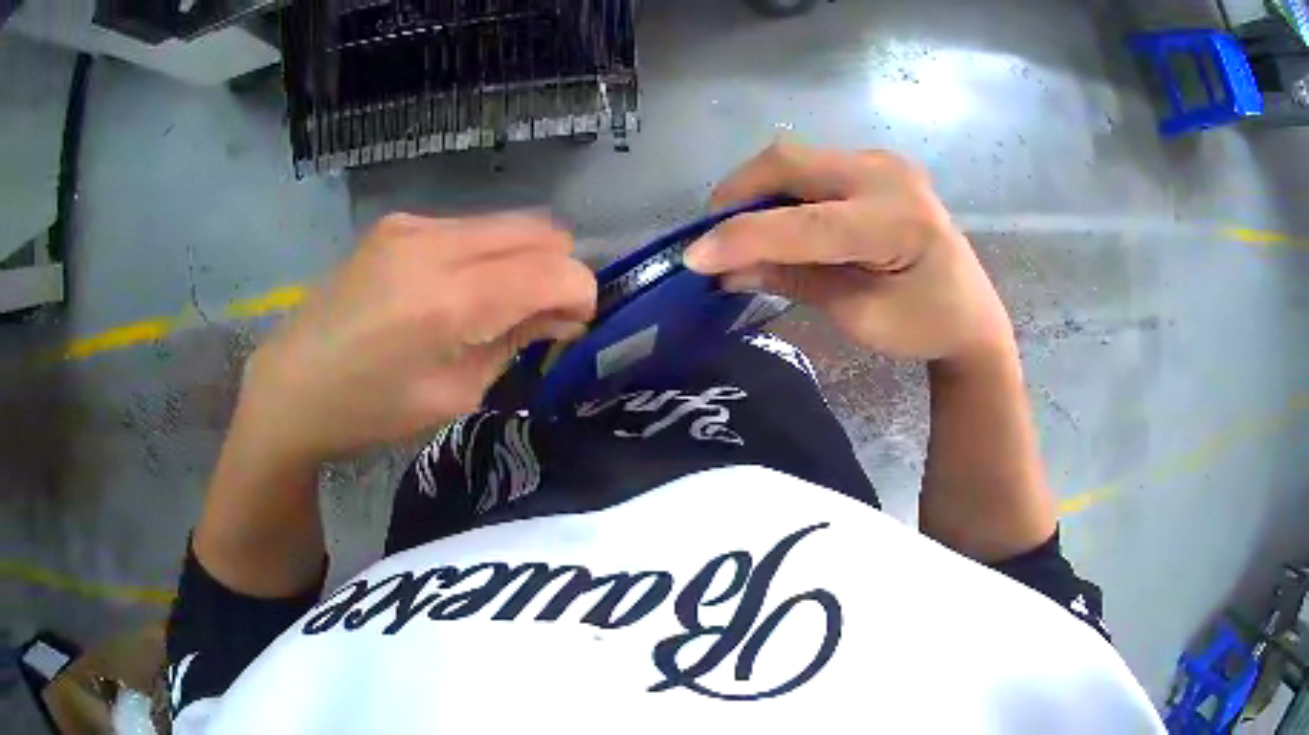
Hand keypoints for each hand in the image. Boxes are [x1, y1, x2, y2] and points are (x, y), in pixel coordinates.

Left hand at [236, 213, 596, 463]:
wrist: (291, 386)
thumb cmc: (370, 410)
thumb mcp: (453, 395)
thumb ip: (514, 342)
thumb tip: (561, 315)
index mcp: (448, 300)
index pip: (553, 269)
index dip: (581, 293)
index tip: (574, 325)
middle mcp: (433, 244)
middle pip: (538, 230)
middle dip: (557, 270)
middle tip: (543, 316)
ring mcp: (411, 225)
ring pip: (506, 223)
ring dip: (521, 259)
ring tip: (498, 305)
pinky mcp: (396, 223)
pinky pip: (468, 227)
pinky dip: (485, 254)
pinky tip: (457, 290)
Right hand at [685, 140, 1013, 363]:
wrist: (972, 313)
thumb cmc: (924, 326)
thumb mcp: (858, 315)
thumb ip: (793, 281)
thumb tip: (726, 270)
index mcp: (896, 222)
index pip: (804, 223)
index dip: (742, 236)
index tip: (691, 257)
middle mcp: (888, 175)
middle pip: (789, 160)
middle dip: (739, 194)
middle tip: (713, 236)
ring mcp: (883, 162)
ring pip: (795, 158)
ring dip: (758, 190)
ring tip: (744, 232)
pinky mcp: (876, 164)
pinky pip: (812, 165)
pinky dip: (783, 190)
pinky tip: (780, 221)